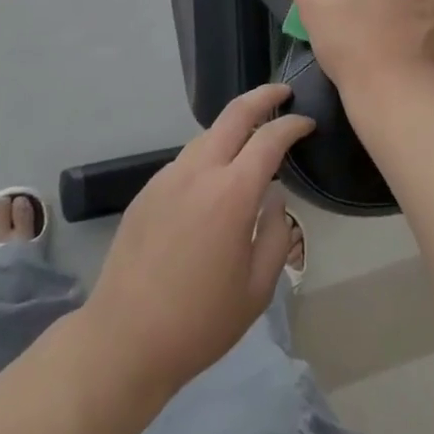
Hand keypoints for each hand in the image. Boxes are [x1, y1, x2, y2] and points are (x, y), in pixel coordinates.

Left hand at [85, 84, 313, 401]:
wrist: (124, 340)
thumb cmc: (200, 322)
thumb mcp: (257, 289)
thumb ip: (276, 234)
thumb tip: (274, 199)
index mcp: (231, 194)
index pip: (269, 138)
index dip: (293, 125)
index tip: (308, 123)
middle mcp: (198, 172)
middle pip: (234, 114)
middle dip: (262, 96)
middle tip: (283, 94)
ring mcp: (167, 178)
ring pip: (206, 135)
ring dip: (233, 127)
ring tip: (252, 138)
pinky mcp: (146, 193)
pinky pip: (185, 160)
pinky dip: (208, 154)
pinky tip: (214, 178)